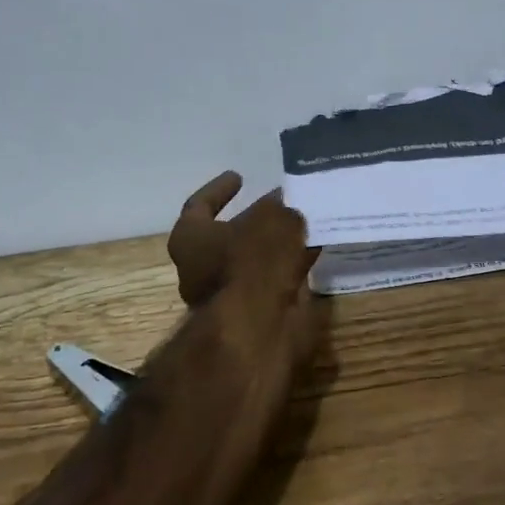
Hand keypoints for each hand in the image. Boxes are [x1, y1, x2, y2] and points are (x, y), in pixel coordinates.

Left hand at [168, 172, 318, 309]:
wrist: (257, 327)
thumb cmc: (250, 261)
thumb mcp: (271, 220)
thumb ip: (280, 209)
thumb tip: (287, 206)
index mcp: (190, 238)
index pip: (199, 205)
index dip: (219, 189)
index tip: (239, 177)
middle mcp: (200, 267)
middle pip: (228, 236)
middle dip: (255, 220)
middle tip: (282, 203)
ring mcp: (226, 294)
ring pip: (254, 260)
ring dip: (276, 244)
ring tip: (305, 223)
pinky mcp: (252, 313)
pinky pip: (272, 280)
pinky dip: (290, 265)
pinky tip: (315, 249)